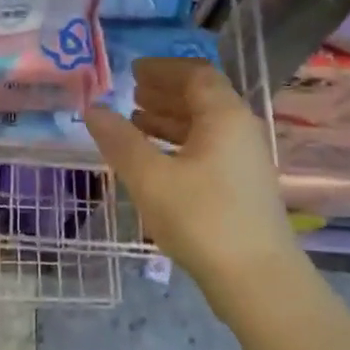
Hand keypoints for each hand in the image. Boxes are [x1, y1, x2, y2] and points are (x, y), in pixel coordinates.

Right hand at [85, 58, 299, 293]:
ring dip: (170, 118)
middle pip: (202, 97)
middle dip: (165, 92)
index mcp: (224, 116)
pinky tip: (156, 158)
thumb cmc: (202, 219)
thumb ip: (119, 140)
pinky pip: (208, 147)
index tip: (133, 72)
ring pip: (204, 125)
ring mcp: (244, 159)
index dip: (163, 69)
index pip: (195, 74)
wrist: (257, 279)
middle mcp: (240, 129)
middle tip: (131, 93)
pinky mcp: (242, 185)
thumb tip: (93, 109)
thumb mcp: (150, 178)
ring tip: (135, 121)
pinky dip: (179, 142)